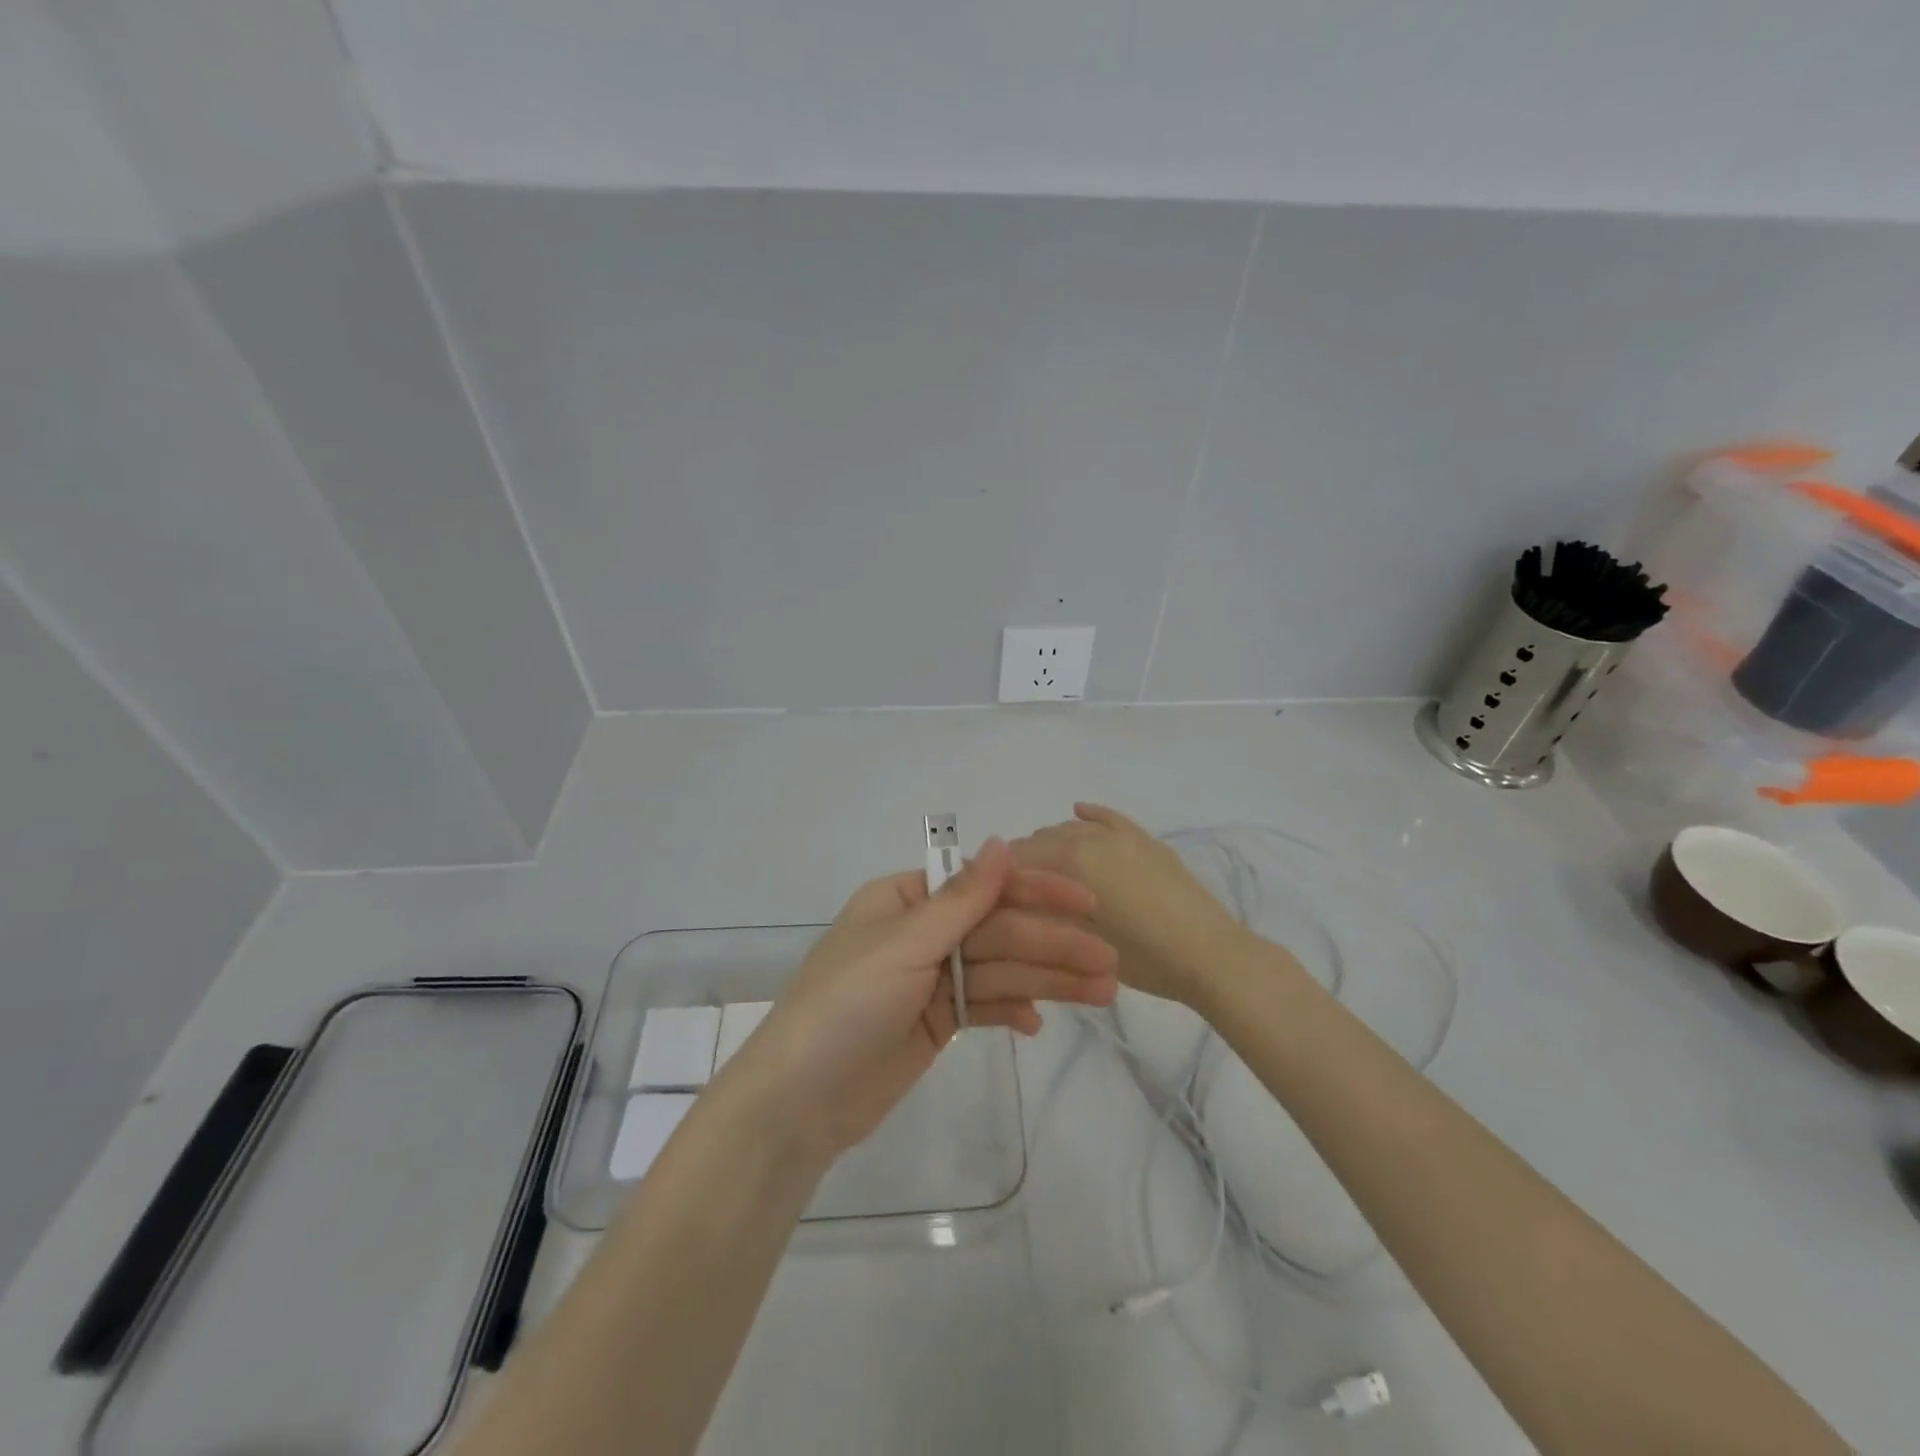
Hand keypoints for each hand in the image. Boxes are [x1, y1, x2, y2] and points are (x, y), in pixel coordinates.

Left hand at [724, 838, 1117, 1159]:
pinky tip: (1038, 1024)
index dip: (1036, 892)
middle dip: (1051, 946)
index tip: (1088, 902)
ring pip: (998, 972)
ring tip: (1102, 993)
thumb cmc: (845, 1005)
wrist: (798, 1103)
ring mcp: (929, 980)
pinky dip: (1010, 1012)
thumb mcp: (904, 945)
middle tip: (1108, 964)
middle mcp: (920, 933)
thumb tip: (1002, 842)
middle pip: (997, 932)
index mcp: (905, 900)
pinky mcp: (936, 1023)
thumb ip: (961, 899)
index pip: (981, 887)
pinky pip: (983, 1007)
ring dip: (1046, 981)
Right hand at [1011, 803, 1249, 1009]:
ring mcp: (1121, 835)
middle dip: (1025, 862)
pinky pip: (1109, 818)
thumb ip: (1041, 911)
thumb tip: (1012, 897)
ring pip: (1072, 829)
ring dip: (1053, 845)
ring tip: (1048, 873)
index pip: (1017, 858)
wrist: (1210, 956)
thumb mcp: (1079, 941)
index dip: (1000, 878)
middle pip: (1041, 840)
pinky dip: (1090, 815)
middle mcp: (1090, 836)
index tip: (992, 898)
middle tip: (1020, 895)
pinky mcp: (1145, 840)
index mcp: (1070, 859)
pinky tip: (1079, 812)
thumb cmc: (1140, 958)